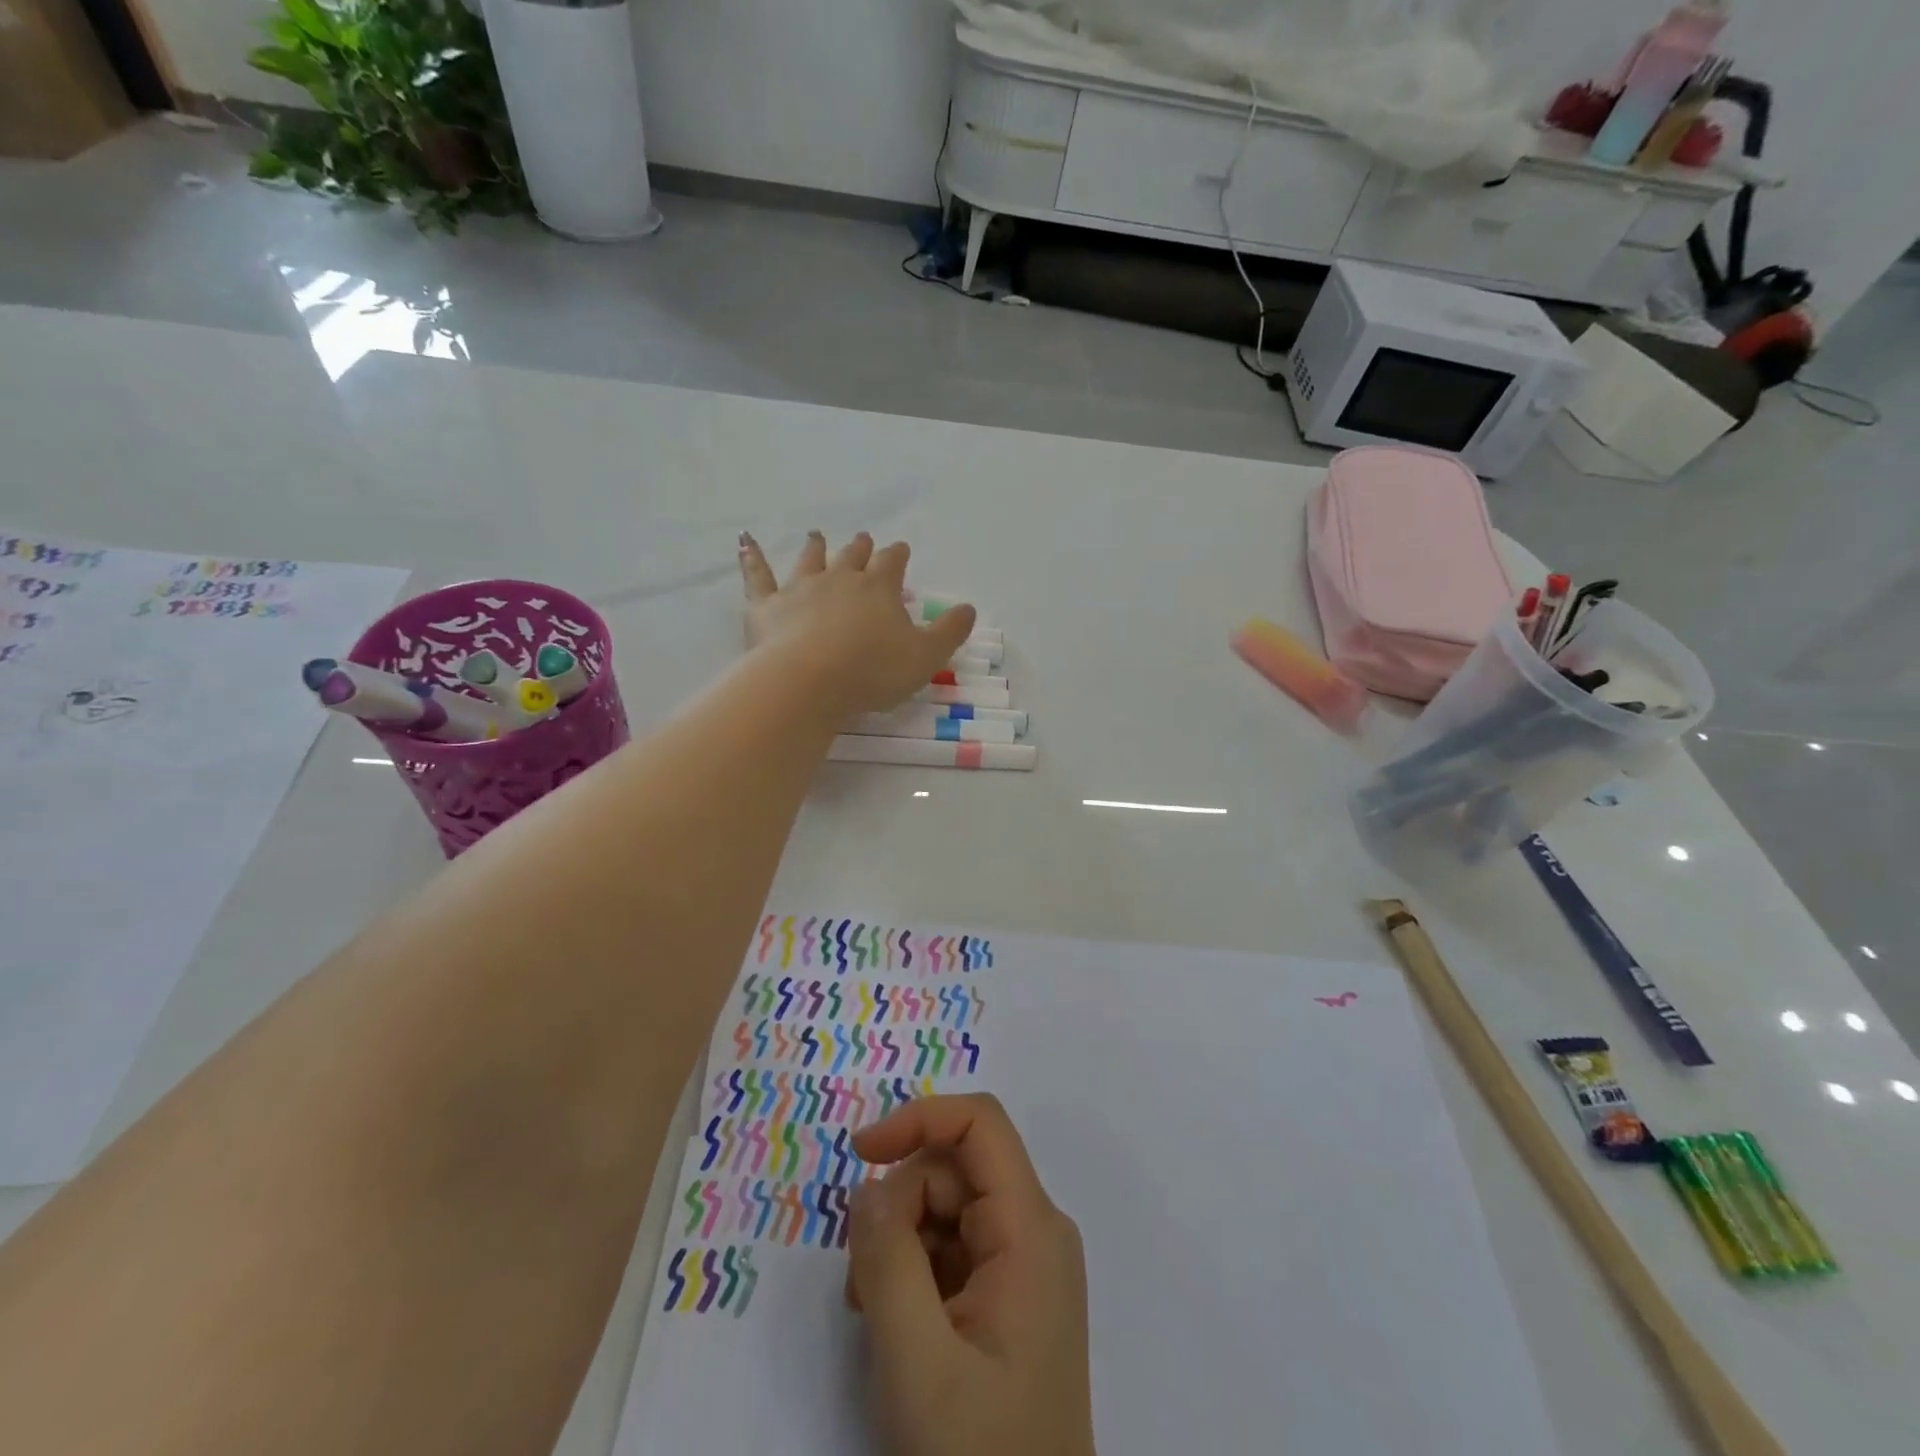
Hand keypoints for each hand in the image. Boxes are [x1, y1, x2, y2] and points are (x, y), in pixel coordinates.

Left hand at [738, 531, 978, 717]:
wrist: (808, 681)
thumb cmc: (872, 671)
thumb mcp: (925, 656)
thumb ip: (950, 631)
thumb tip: (969, 608)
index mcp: (879, 588)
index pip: (892, 563)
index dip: (898, 556)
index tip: (901, 549)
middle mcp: (840, 579)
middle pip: (853, 556)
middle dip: (861, 548)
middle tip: (864, 538)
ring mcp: (801, 588)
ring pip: (810, 560)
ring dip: (816, 547)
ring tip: (817, 536)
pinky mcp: (767, 605)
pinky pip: (757, 575)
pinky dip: (751, 557)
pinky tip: (744, 541)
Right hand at [846, 1095, 1094, 1455]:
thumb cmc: (979, 1455)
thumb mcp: (917, 1360)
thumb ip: (886, 1259)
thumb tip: (868, 1185)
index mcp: (1031, 1228)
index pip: (979, 1123)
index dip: (918, 1119)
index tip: (859, 1153)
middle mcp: (1035, 1231)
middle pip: (953, 1170)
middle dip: (899, 1208)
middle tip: (862, 1283)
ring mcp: (1024, 1263)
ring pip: (945, 1209)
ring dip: (899, 1245)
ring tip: (872, 1314)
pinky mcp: (1009, 1295)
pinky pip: (952, 1249)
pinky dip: (913, 1271)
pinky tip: (895, 1324)